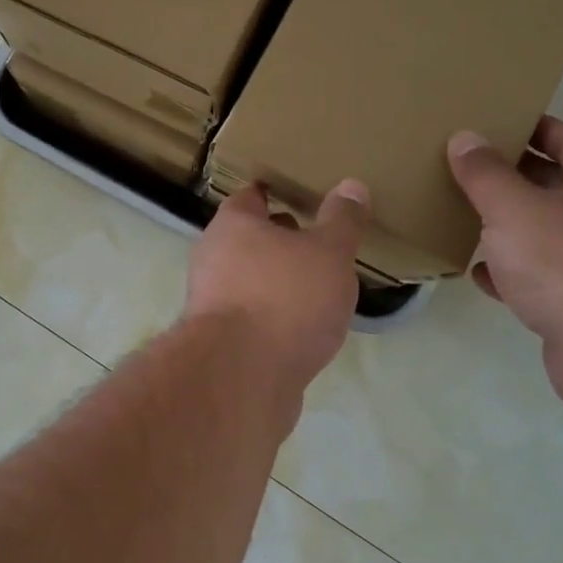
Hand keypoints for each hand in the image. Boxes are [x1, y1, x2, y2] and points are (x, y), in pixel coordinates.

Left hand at [184, 180, 368, 389]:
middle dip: (278, 241)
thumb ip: (342, 221)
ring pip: (248, 281)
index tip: (301, 195)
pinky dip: (273, 318)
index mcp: (233, 225)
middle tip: (317, 243)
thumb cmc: (284, 298)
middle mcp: (212, 257)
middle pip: (247, 240)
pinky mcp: (218, 342)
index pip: (251, 196)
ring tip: (317, 288)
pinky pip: (251, 318)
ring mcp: (210, 302)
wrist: (241, 377)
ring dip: (276, 283)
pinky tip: (302, 330)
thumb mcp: (328, 253)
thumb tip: (352, 185)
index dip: (276, 193)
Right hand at [448, 120, 562, 411]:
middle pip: (558, 184)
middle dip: (515, 177)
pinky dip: (514, 272)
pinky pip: (544, 276)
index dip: (532, 128)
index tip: (492, 125)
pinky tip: (480, 273)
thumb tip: (465, 138)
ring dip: (512, 226)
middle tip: (467, 169)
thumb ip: (484, 172)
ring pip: (550, 232)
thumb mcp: (512, 206)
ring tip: (468, 217)